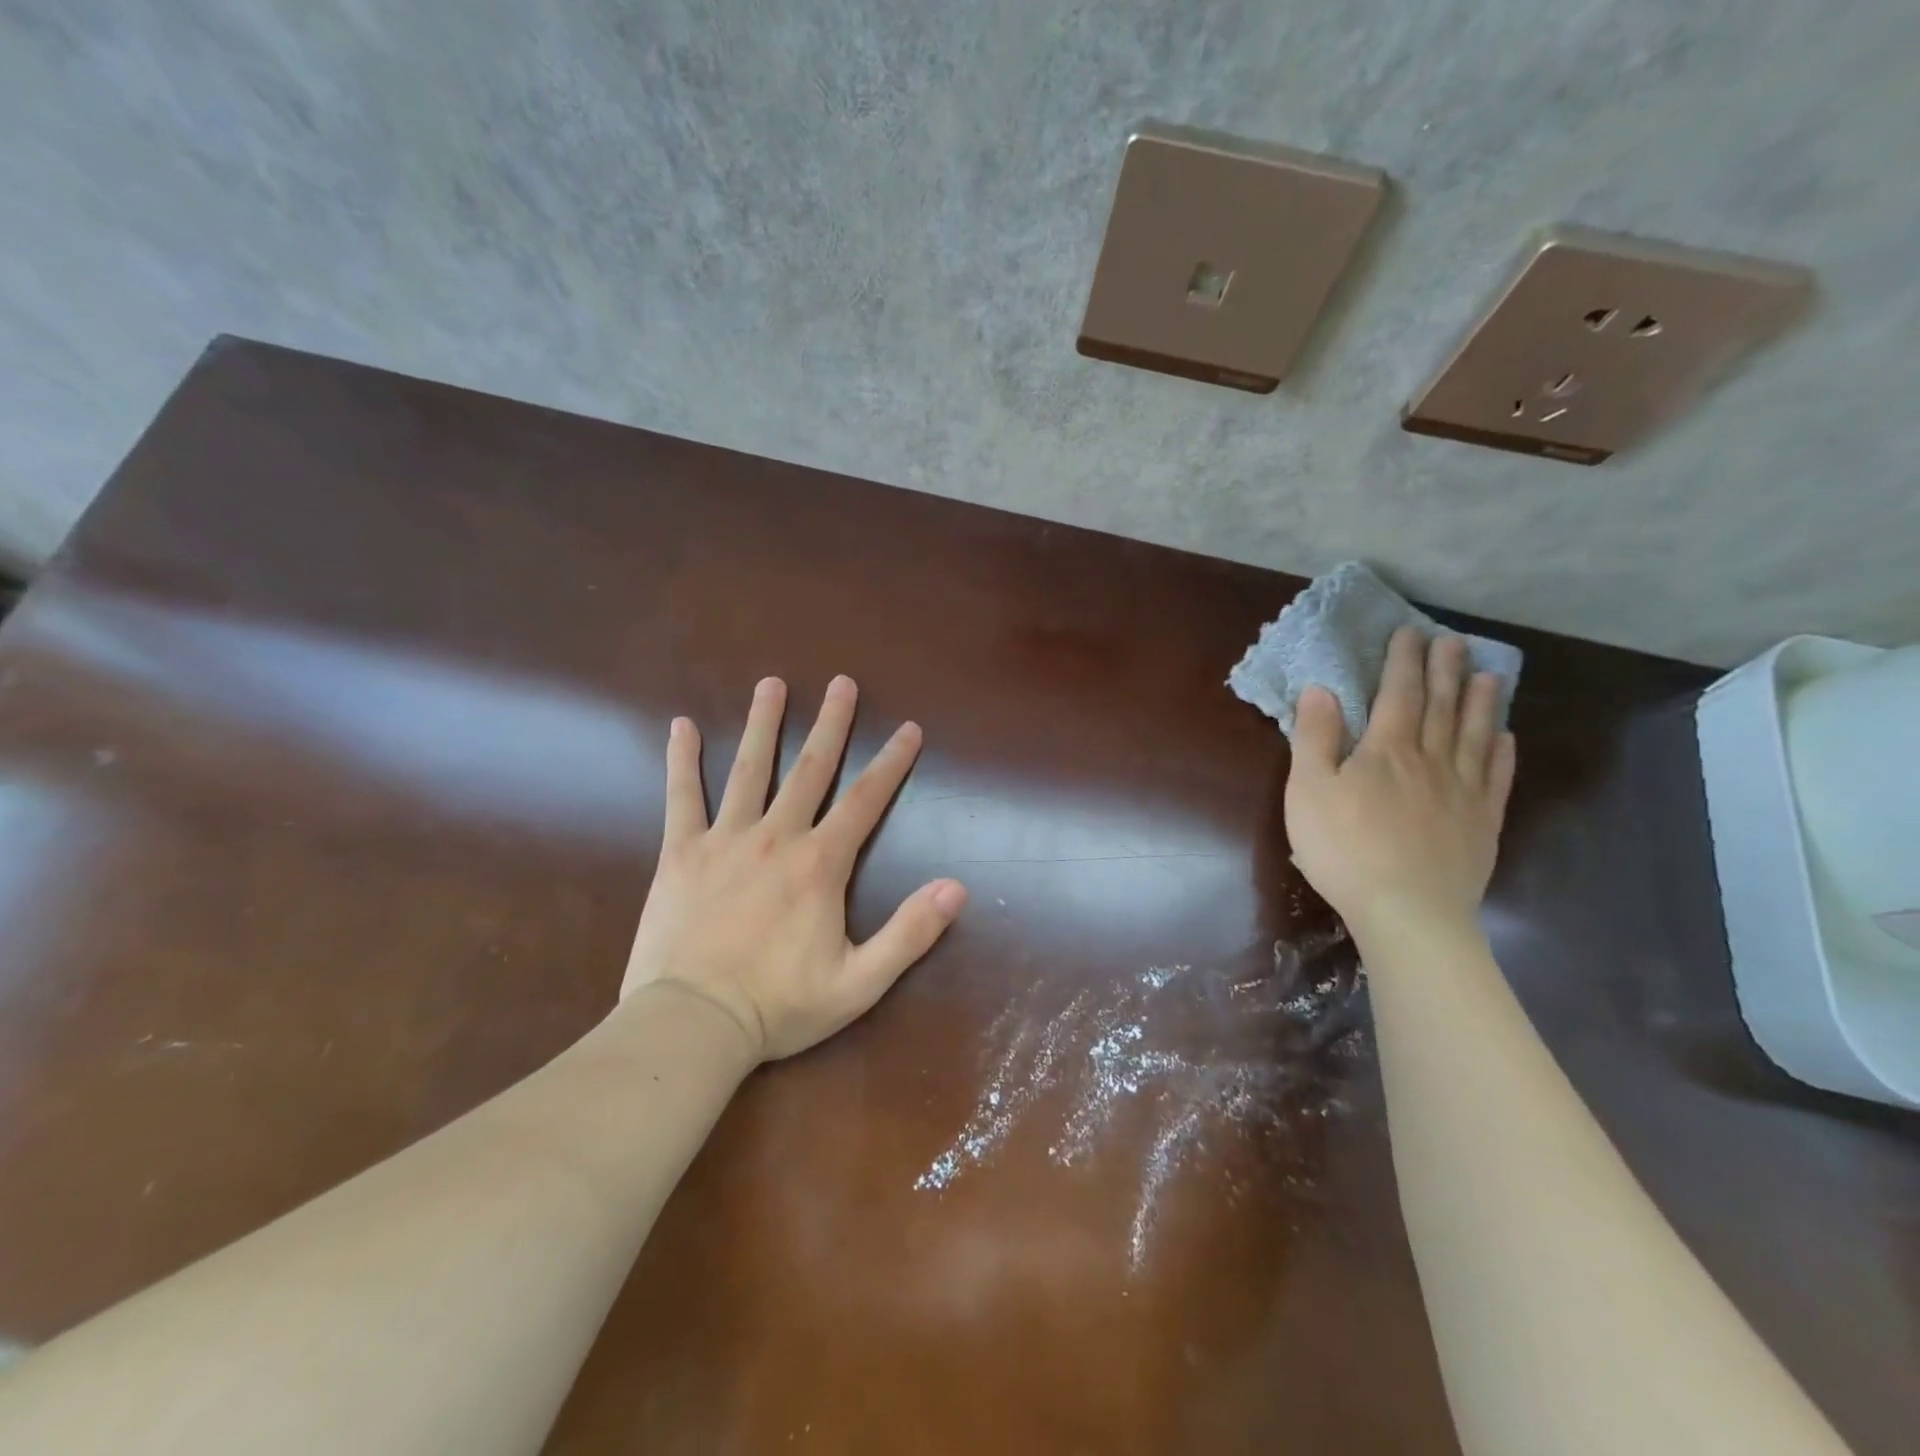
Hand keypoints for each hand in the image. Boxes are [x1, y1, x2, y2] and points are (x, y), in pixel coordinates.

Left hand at [621, 675, 967, 1061]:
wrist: (693, 1023)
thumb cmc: (779, 1005)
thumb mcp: (860, 982)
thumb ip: (910, 933)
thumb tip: (958, 888)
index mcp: (820, 864)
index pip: (866, 801)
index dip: (892, 763)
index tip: (909, 729)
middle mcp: (776, 837)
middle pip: (810, 769)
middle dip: (831, 724)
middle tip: (842, 683)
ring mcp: (725, 840)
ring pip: (748, 770)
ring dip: (762, 724)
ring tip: (770, 684)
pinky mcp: (681, 853)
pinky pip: (683, 797)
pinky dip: (682, 761)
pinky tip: (681, 727)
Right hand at [1284, 627, 1516, 939]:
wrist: (1407, 910)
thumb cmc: (1344, 848)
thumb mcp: (1308, 790)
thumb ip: (1315, 738)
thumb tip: (1321, 690)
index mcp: (1386, 750)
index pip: (1398, 693)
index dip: (1403, 661)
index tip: (1410, 633)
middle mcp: (1431, 760)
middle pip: (1441, 706)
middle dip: (1444, 670)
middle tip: (1451, 641)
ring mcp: (1463, 791)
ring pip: (1475, 734)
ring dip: (1481, 702)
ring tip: (1487, 675)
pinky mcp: (1482, 822)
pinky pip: (1496, 776)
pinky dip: (1502, 752)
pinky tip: (1505, 738)